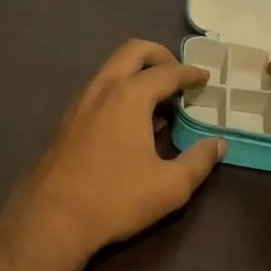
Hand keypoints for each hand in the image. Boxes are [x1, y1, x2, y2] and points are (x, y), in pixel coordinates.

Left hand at [3, 40, 225, 263]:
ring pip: (112, 68)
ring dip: (138, 73)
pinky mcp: (68, 120)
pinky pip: (100, 89)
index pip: (167, 72)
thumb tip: (218, 144)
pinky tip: (131, 122)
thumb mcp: (170, 186)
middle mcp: (103, 88)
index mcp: (130, 96)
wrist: (52, 219)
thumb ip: (199, 161)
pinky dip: (121, 89)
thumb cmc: (116, 198)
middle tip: (179, 76)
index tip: (205, 78)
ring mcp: (81, 102)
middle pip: (133, 51)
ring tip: (159, 101)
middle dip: (160, 56)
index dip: (191, 73)